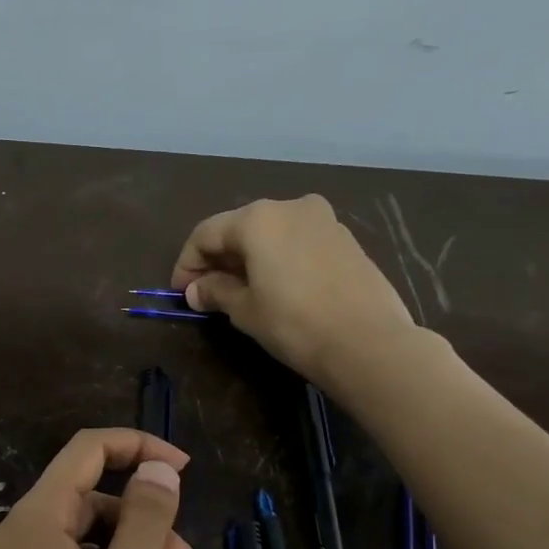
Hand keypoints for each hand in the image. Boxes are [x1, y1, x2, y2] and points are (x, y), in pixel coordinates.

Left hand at [0, 429, 191, 548]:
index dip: (137, 446)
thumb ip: (146, 521)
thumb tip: (160, 468)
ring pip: (75, 535)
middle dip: (136, 515)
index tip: (184, 468)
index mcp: (30, 520)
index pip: (85, 451)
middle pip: (82, 497)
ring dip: (121, 548)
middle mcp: (10, 535)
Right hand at [171, 194, 413, 378]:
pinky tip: (275, 287)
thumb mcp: (245, 310)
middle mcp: (290, 207)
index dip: (187, 263)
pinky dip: (278, 258)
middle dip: (218, 259)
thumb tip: (196, 290)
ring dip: (249, 258)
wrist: (368, 342)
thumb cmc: (294, 323)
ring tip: (240, 291)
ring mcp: (323, 220)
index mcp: (258, 218)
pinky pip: (297, 242)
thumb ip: (216, 292)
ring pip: (271, 233)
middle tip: (205, 292)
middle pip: (239, 227)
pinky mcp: (345, 240)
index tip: (180, 292)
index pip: (206, 233)